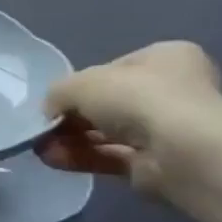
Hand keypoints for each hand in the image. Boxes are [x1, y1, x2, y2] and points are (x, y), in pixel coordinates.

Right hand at [38, 41, 221, 195]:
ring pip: (106, 133)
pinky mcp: (156, 163)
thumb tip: (50, 112)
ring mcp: (166, 130)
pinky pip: (111, 156)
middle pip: (107, 104)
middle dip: (71, 118)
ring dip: (71, 140)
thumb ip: (58, 93)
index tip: (56, 101)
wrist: (181, 151)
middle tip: (43, 129)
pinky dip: (82, 157)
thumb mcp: (81, 83)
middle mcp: (171, 91)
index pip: (113, 69)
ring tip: (40, 147)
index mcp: (164, 58)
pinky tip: (54, 160)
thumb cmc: (137, 98)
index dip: (79, 84)